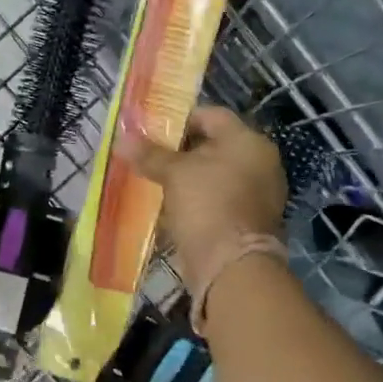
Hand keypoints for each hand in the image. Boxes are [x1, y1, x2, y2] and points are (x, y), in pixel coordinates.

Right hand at [117, 105, 286, 284]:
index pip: (211, 115)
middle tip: (148, 157)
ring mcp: (256, 194)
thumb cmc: (207, 205)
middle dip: (179, 151)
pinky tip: (171, 207)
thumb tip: (122, 139)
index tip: (151, 132)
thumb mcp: (174, 174)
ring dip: (186, 178)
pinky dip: (196, 200)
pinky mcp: (247, 220)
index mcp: (248, 141)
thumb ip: (150, 154)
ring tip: (154, 181)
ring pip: (214, 176)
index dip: (179, 120)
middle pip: (213, 146)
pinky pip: (217, 200)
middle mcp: (259, 163)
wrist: (232, 266)